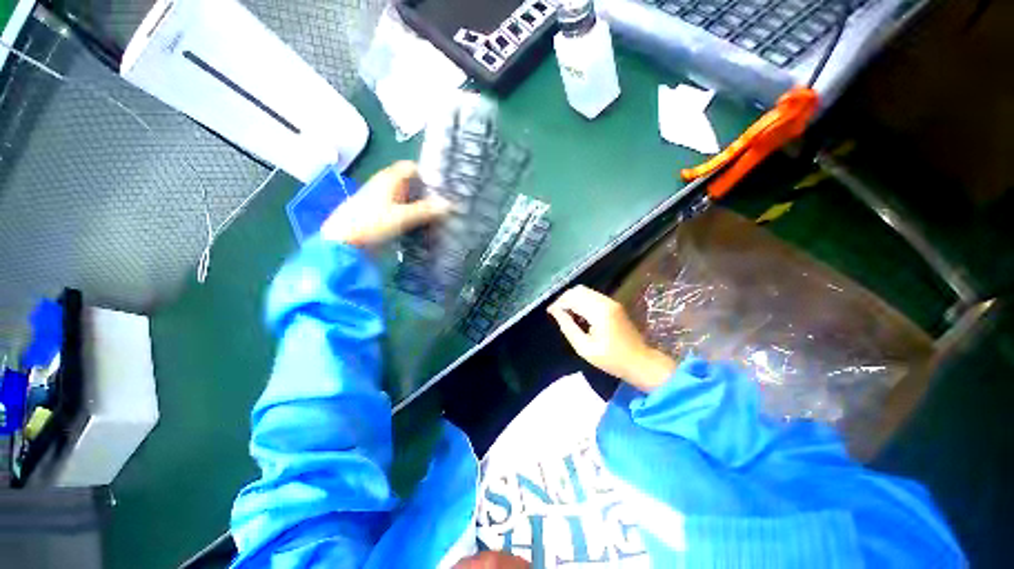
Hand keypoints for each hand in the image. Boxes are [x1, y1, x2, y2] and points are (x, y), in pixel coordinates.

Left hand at [320, 161, 449, 246]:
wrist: (344, 242)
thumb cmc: (371, 224)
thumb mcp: (402, 217)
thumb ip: (425, 210)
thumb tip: (449, 205)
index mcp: (388, 179)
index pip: (411, 168)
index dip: (428, 173)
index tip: (445, 185)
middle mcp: (385, 186)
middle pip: (410, 183)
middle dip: (428, 191)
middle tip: (447, 201)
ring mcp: (382, 200)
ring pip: (407, 197)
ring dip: (422, 204)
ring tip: (440, 213)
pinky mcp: (381, 214)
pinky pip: (402, 209)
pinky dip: (414, 214)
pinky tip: (424, 223)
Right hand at [548, 285, 675, 391]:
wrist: (640, 361)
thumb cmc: (612, 359)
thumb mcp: (584, 348)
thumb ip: (568, 327)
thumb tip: (555, 312)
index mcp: (599, 311)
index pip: (573, 298)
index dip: (558, 303)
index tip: (549, 312)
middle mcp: (606, 301)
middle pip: (579, 290)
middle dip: (565, 298)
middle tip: (557, 313)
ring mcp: (611, 302)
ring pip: (585, 291)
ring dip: (573, 299)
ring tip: (566, 314)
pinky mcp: (614, 305)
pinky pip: (593, 296)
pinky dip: (582, 301)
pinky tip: (579, 315)